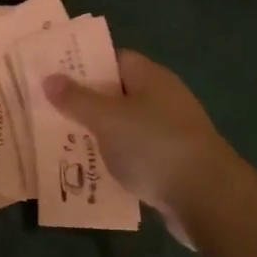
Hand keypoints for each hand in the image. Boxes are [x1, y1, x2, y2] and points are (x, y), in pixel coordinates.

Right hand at [45, 50, 245, 235]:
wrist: (207, 197)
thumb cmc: (153, 146)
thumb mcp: (107, 119)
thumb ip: (76, 99)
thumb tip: (49, 77)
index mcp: (150, 77)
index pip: (113, 59)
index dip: (83, 65)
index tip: (53, 76)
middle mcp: (163, 98)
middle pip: (117, 93)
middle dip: (85, 104)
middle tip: (49, 112)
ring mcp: (170, 131)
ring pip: (125, 126)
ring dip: (99, 135)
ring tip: (62, 144)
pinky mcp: (173, 163)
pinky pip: (136, 155)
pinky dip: (116, 161)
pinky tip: (92, 173)